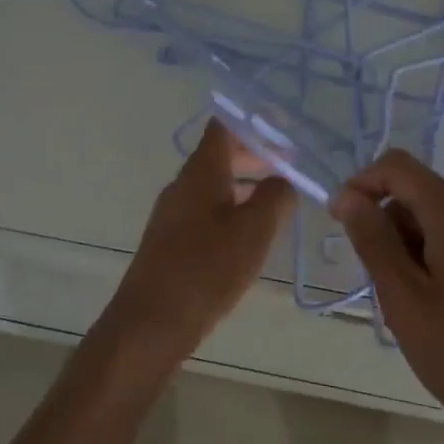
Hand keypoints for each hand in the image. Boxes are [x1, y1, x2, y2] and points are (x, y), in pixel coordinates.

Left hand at [98, 119, 295, 366]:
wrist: (151, 323)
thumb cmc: (206, 270)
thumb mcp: (254, 232)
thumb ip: (275, 198)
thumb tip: (284, 179)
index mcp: (201, 173)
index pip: (224, 127)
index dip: (254, 120)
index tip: (285, 125)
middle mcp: (183, 185)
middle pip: (221, 155)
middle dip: (257, 155)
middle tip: (293, 164)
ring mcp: (174, 213)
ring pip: (215, 184)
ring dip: (247, 184)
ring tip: (280, 197)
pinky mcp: (172, 240)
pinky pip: (207, 209)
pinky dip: (233, 207)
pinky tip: (252, 231)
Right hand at [331, 150, 443, 443]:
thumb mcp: (403, 299)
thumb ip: (372, 239)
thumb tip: (348, 196)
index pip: (400, 167)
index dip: (363, 184)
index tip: (342, 220)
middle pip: (424, 196)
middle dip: (394, 229)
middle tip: (388, 287)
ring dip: (420, 247)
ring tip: (421, 305)